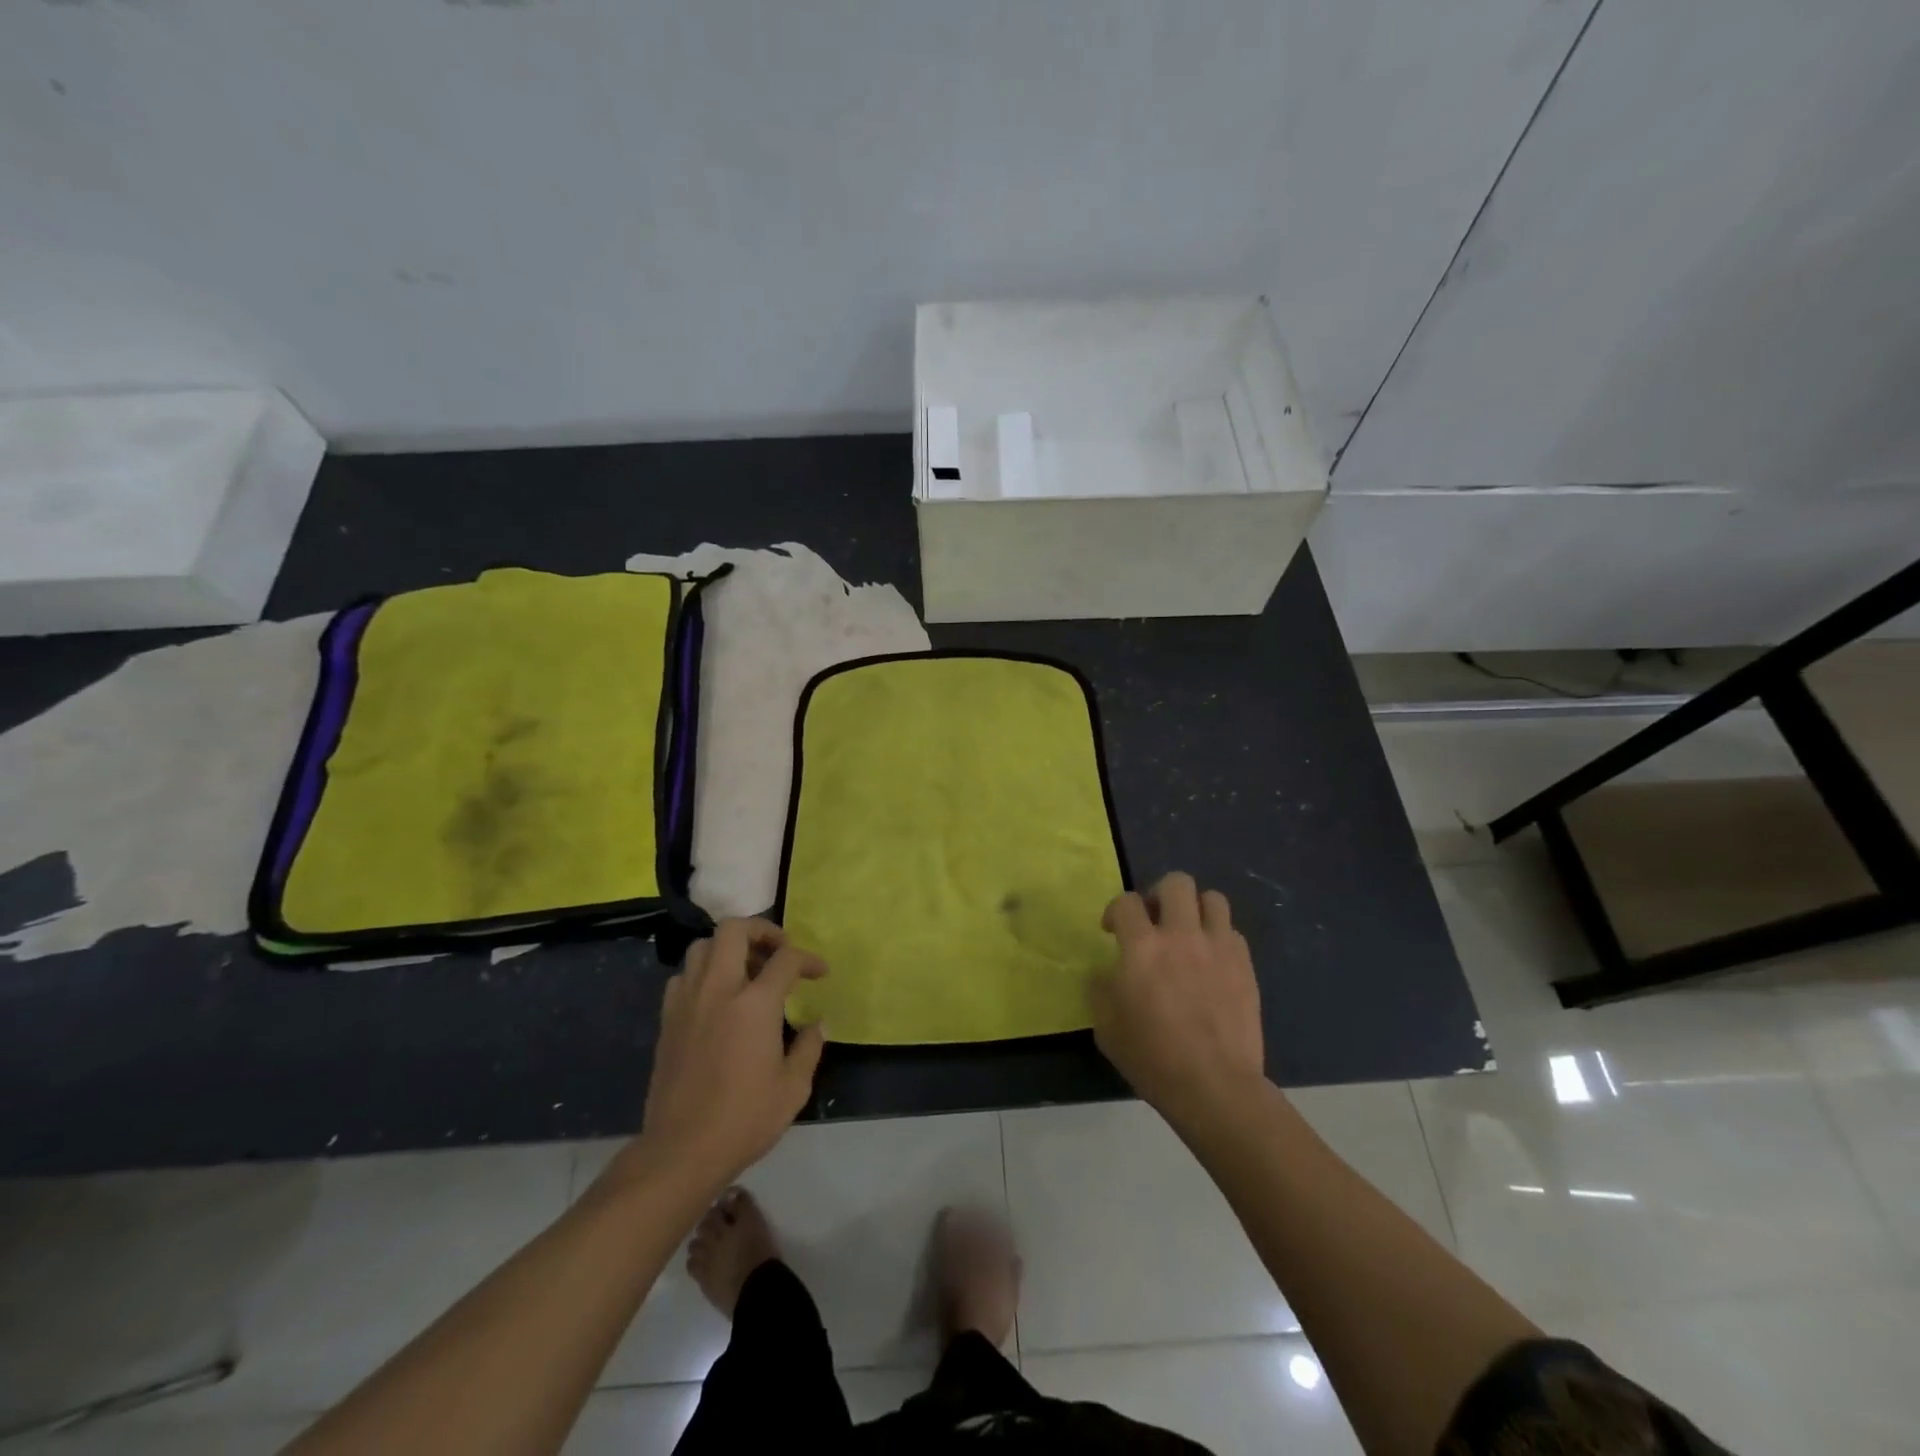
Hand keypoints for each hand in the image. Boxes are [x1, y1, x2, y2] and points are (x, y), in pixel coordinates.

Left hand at [629, 918, 826, 1189]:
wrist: (681, 1151)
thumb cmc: (744, 1119)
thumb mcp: (793, 1087)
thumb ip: (809, 1047)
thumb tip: (818, 1023)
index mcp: (755, 1003)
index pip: (786, 958)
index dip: (808, 959)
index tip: (819, 973)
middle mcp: (719, 989)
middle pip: (735, 930)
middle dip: (762, 930)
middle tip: (778, 950)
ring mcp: (688, 1001)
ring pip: (703, 946)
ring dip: (729, 948)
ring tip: (747, 971)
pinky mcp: (668, 1019)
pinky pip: (684, 976)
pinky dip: (703, 973)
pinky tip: (717, 997)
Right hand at [1090, 873, 1264, 1124]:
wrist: (1214, 1086)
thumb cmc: (1152, 1059)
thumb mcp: (1106, 1027)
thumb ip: (1101, 989)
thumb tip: (1105, 972)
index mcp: (1141, 947)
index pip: (1125, 901)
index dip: (1114, 910)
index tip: (1112, 930)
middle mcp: (1180, 935)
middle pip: (1176, 883)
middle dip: (1160, 894)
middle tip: (1154, 920)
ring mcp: (1217, 946)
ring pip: (1212, 898)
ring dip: (1196, 909)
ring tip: (1189, 932)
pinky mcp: (1244, 964)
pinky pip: (1232, 931)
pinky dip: (1219, 937)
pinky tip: (1212, 960)